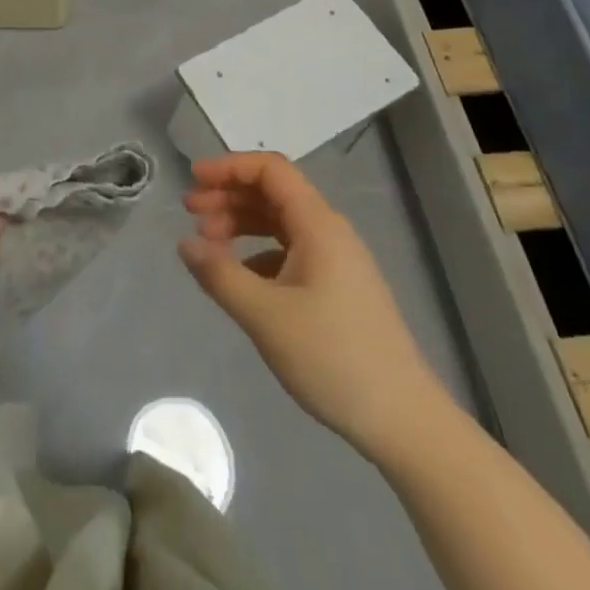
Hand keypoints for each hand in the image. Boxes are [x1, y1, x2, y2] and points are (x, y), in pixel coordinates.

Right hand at [180, 152, 448, 462]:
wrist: (405, 422)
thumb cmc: (333, 358)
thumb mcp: (266, 317)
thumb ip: (220, 275)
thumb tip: (184, 243)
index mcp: (318, 224)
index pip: (270, 170)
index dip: (229, 167)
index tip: (194, 180)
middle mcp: (329, 231)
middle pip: (273, 193)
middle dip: (228, 196)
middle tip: (190, 213)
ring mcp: (337, 261)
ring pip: (280, 222)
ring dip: (241, 223)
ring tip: (208, 244)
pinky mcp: (338, 288)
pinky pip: (290, 251)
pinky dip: (258, 253)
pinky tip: (240, 279)